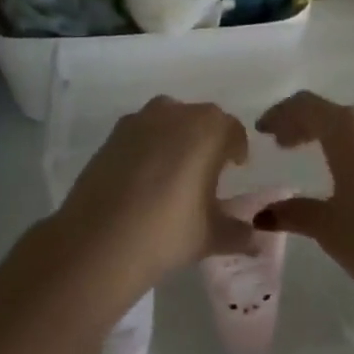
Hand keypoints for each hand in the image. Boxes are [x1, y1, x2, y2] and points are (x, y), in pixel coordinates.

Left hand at [51, 96, 255, 292]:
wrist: (98, 240)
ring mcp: (139, 120)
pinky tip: (143, 180)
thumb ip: (239, 232)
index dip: (237, 149)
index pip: (232, 130)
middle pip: (201, 120)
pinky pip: (141, 134)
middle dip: (208, 141)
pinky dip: (148, 148)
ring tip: (173, 175)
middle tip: (207, 174)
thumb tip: (255, 238)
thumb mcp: (211, 236)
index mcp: (209, 128)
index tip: (236, 168)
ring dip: (176, 140)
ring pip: (168, 122)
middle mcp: (175, 113)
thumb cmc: (167, 231)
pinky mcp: (112, 135)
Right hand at [254, 91, 353, 326]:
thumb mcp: (331, 231)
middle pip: (342, 109)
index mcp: (349, 131)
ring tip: (348, 149)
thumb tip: (263, 214)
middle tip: (297, 146)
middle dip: (315, 123)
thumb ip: (296, 213)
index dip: (281, 115)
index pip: (306, 107)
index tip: (266, 131)